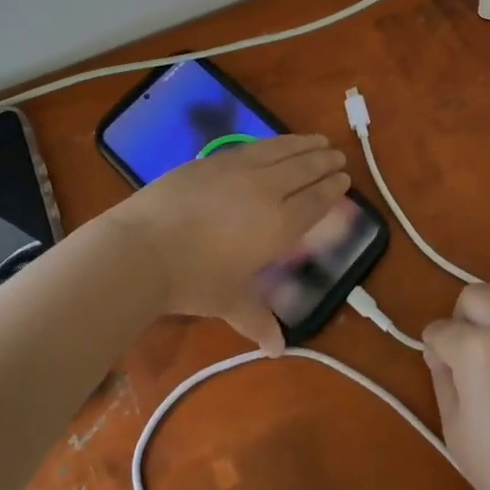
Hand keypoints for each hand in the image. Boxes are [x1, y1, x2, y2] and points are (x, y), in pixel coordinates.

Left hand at [109, 134, 349, 353]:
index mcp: (278, 225)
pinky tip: (276, 142)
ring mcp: (239, 169)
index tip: (344, 180)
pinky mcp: (214, 159)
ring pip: (281, 151)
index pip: (313, 202)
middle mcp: (266, 190)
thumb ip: (257, 319)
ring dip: (302, 144)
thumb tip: (277, 349)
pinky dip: (273, 141)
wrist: (145, 247)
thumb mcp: (229, 301)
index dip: (330, 190)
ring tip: (317, 140)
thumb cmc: (193, 279)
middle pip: (303, 170)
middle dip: (323, 162)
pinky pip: (254, 146)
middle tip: (337, 156)